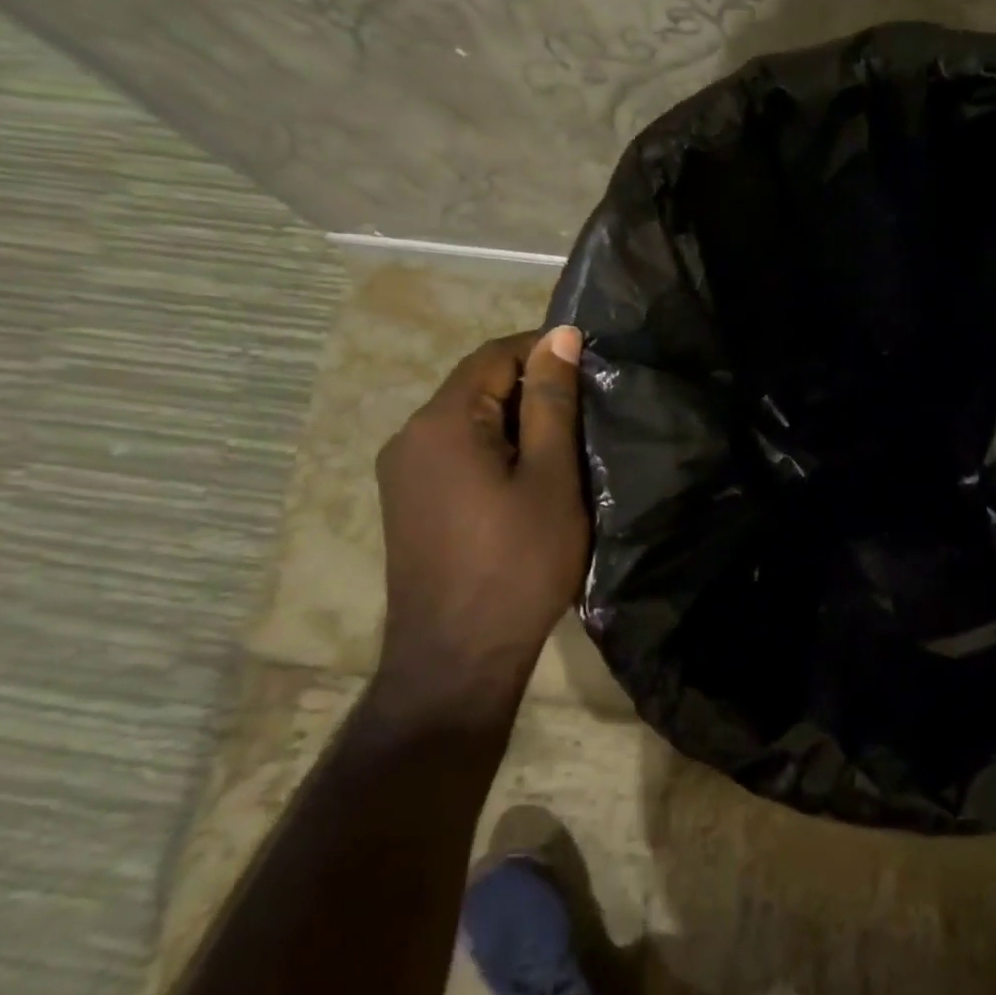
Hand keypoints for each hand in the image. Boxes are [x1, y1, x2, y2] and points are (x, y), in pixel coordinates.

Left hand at [372, 327, 588, 727]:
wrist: (458, 658)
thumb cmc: (518, 563)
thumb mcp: (552, 478)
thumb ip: (553, 402)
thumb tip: (562, 336)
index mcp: (443, 421)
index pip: (494, 355)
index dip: (544, 350)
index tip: (592, 368)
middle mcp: (410, 436)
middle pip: (478, 386)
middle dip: (533, 389)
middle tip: (588, 416)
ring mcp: (403, 472)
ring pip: (469, 421)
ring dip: (517, 422)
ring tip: (566, 448)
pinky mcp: (409, 502)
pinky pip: (456, 452)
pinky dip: (495, 450)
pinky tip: (528, 480)